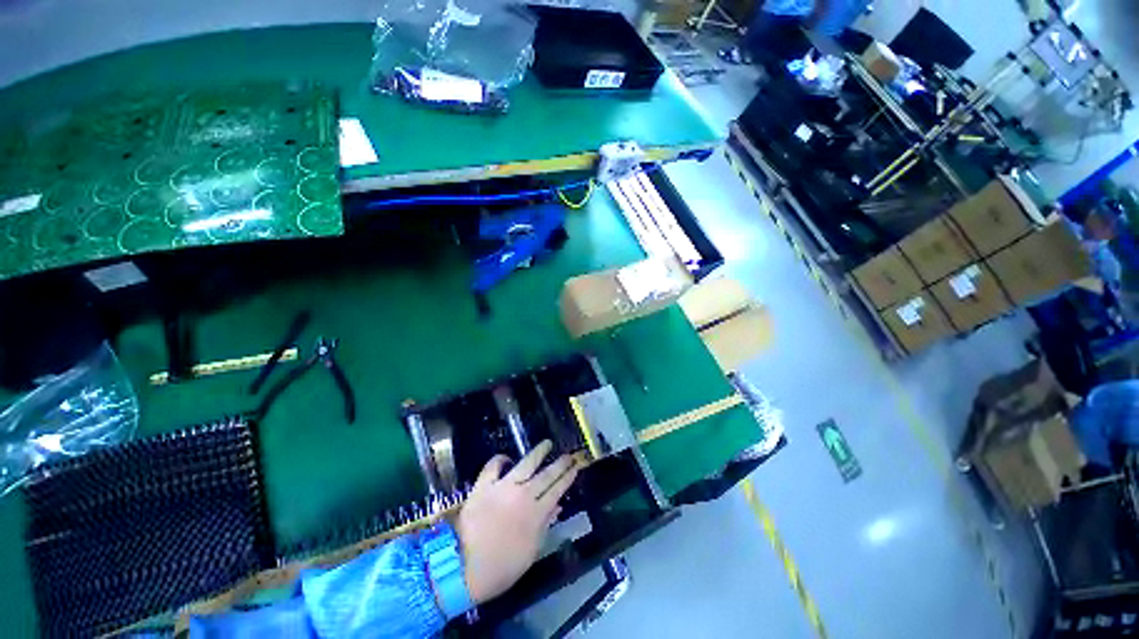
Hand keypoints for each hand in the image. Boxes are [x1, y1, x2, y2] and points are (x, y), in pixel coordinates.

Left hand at [455, 441, 579, 603]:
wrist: (463, 569)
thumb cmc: (501, 567)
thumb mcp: (530, 552)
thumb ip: (545, 525)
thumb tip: (557, 506)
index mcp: (536, 513)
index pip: (558, 489)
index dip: (568, 477)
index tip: (576, 466)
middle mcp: (523, 495)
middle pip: (547, 474)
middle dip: (560, 463)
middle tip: (569, 454)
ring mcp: (503, 487)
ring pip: (526, 463)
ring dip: (538, 452)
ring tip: (547, 443)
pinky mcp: (483, 486)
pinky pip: (493, 466)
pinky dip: (500, 459)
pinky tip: (506, 458)